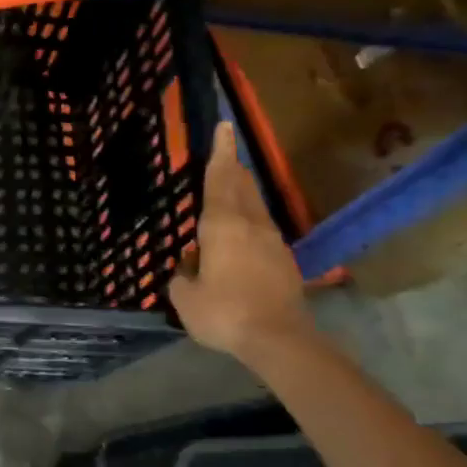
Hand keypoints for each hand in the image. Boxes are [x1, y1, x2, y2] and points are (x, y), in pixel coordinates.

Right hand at [168, 123, 311, 362]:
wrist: (278, 339)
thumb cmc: (224, 313)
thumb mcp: (185, 297)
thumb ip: (183, 276)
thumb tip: (189, 266)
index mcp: (222, 226)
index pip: (220, 180)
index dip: (220, 153)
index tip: (225, 127)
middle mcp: (250, 225)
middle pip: (242, 187)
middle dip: (232, 168)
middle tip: (226, 154)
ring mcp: (271, 242)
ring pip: (254, 207)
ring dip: (242, 193)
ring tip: (231, 187)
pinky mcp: (283, 261)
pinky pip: (260, 230)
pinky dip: (248, 221)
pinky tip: (240, 234)